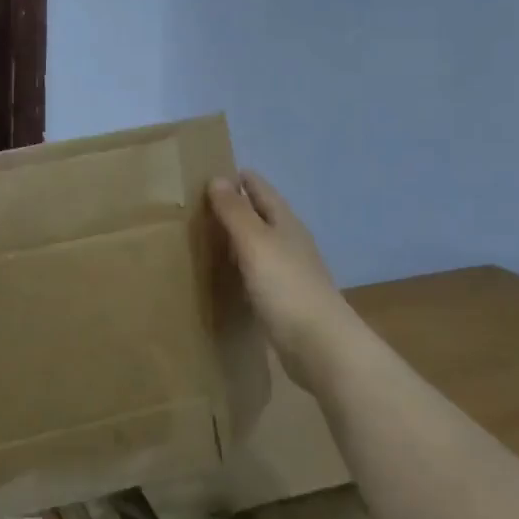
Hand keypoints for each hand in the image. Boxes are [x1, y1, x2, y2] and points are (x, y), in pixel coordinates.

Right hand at [209, 170, 356, 384]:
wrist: (320, 346)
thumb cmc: (286, 286)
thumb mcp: (255, 242)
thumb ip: (235, 212)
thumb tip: (217, 178)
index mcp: (286, 223)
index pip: (261, 190)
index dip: (239, 179)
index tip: (210, 172)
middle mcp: (290, 243)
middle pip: (261, 216)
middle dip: (236, 207)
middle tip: (198, 204)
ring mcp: (290, 273)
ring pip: (259, 245)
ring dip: (237, 238)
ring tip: (205, 236)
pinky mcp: (284, 300)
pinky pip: (257, 274)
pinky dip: (240, 268)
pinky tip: (224, 275)